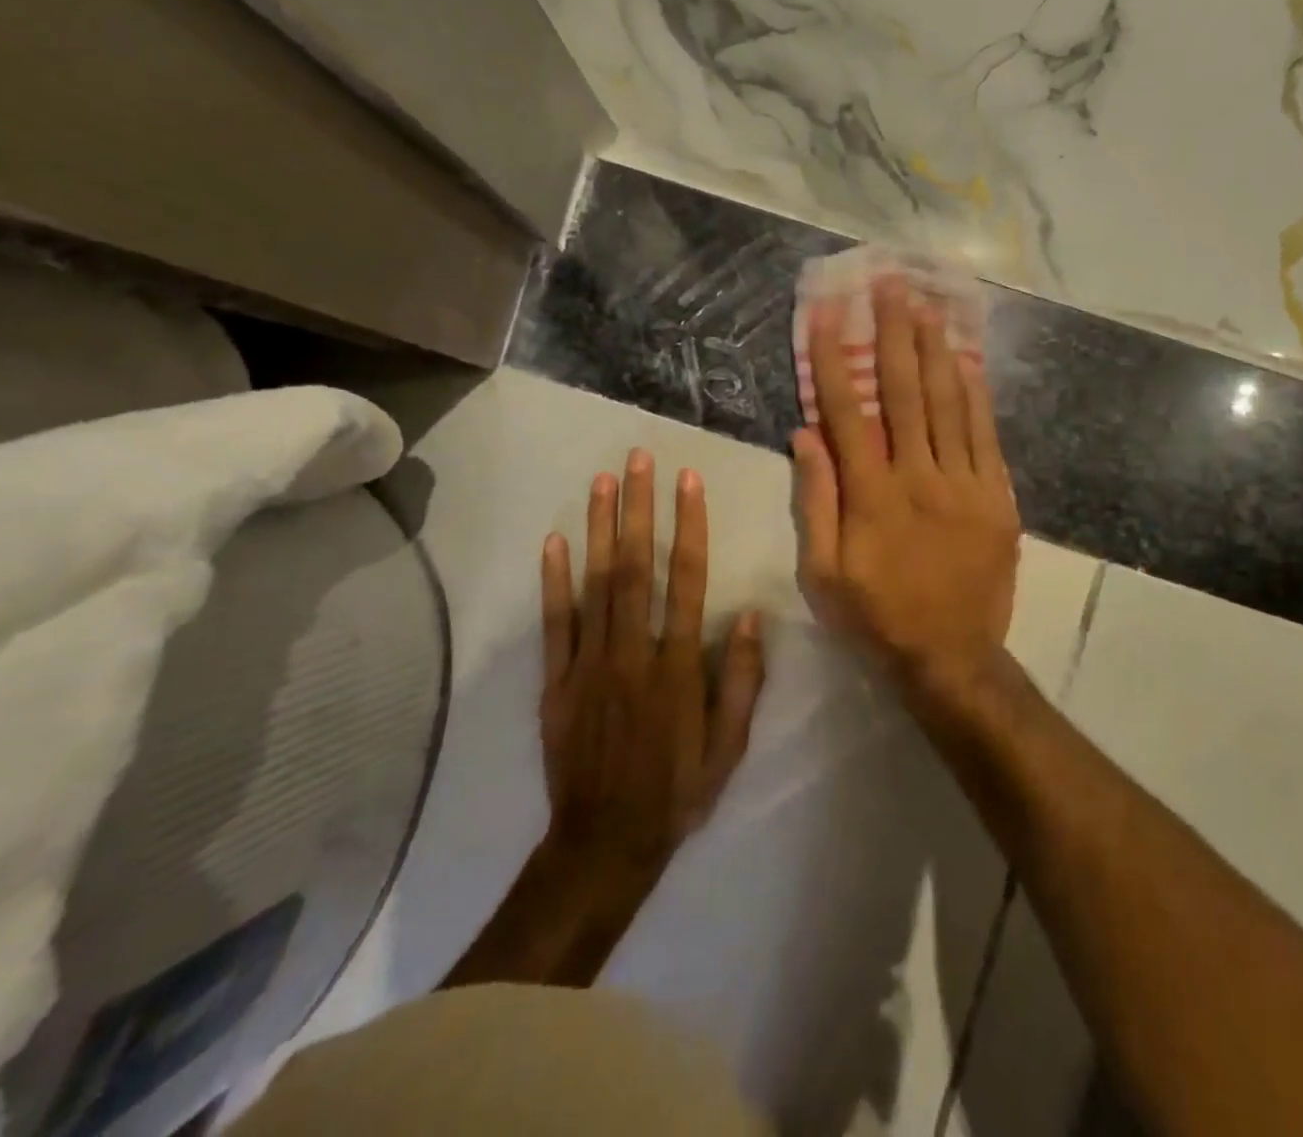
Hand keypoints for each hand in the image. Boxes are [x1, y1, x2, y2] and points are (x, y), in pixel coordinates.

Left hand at [539, 449, 766, 876]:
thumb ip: (740, 680)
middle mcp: (632, 653)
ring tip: (603, 481)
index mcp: (677, 667)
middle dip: (639, 509)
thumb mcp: (728, 746)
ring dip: (601, 529)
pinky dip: (554, 581)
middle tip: (639, 460)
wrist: (603, 843)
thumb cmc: (676, 791)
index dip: (689, 527)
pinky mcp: (556, 681)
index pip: (687, 581)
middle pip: (637, 568)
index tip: (689, 483)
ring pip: (596, 584)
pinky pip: (555, 623)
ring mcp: (589, 664)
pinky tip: (555, 540)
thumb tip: (748, 616)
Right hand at [792, 276, 1021, 700]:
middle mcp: (919, 477)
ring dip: (936, 351)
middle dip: (894, 334)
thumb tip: (804, 435)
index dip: (833, 359)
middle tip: (890, 285)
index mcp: (872, 495)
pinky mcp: (997, 498)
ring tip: (927, 306)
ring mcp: (965, 485)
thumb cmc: (877, 617)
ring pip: (949, 404)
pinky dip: (976, 395)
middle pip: (906, 393)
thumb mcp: (824, 573)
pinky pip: (986, 436)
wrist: (952, 657)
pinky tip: (968, 361)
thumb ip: (816, 501)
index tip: (826, 314)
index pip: (847, 412)